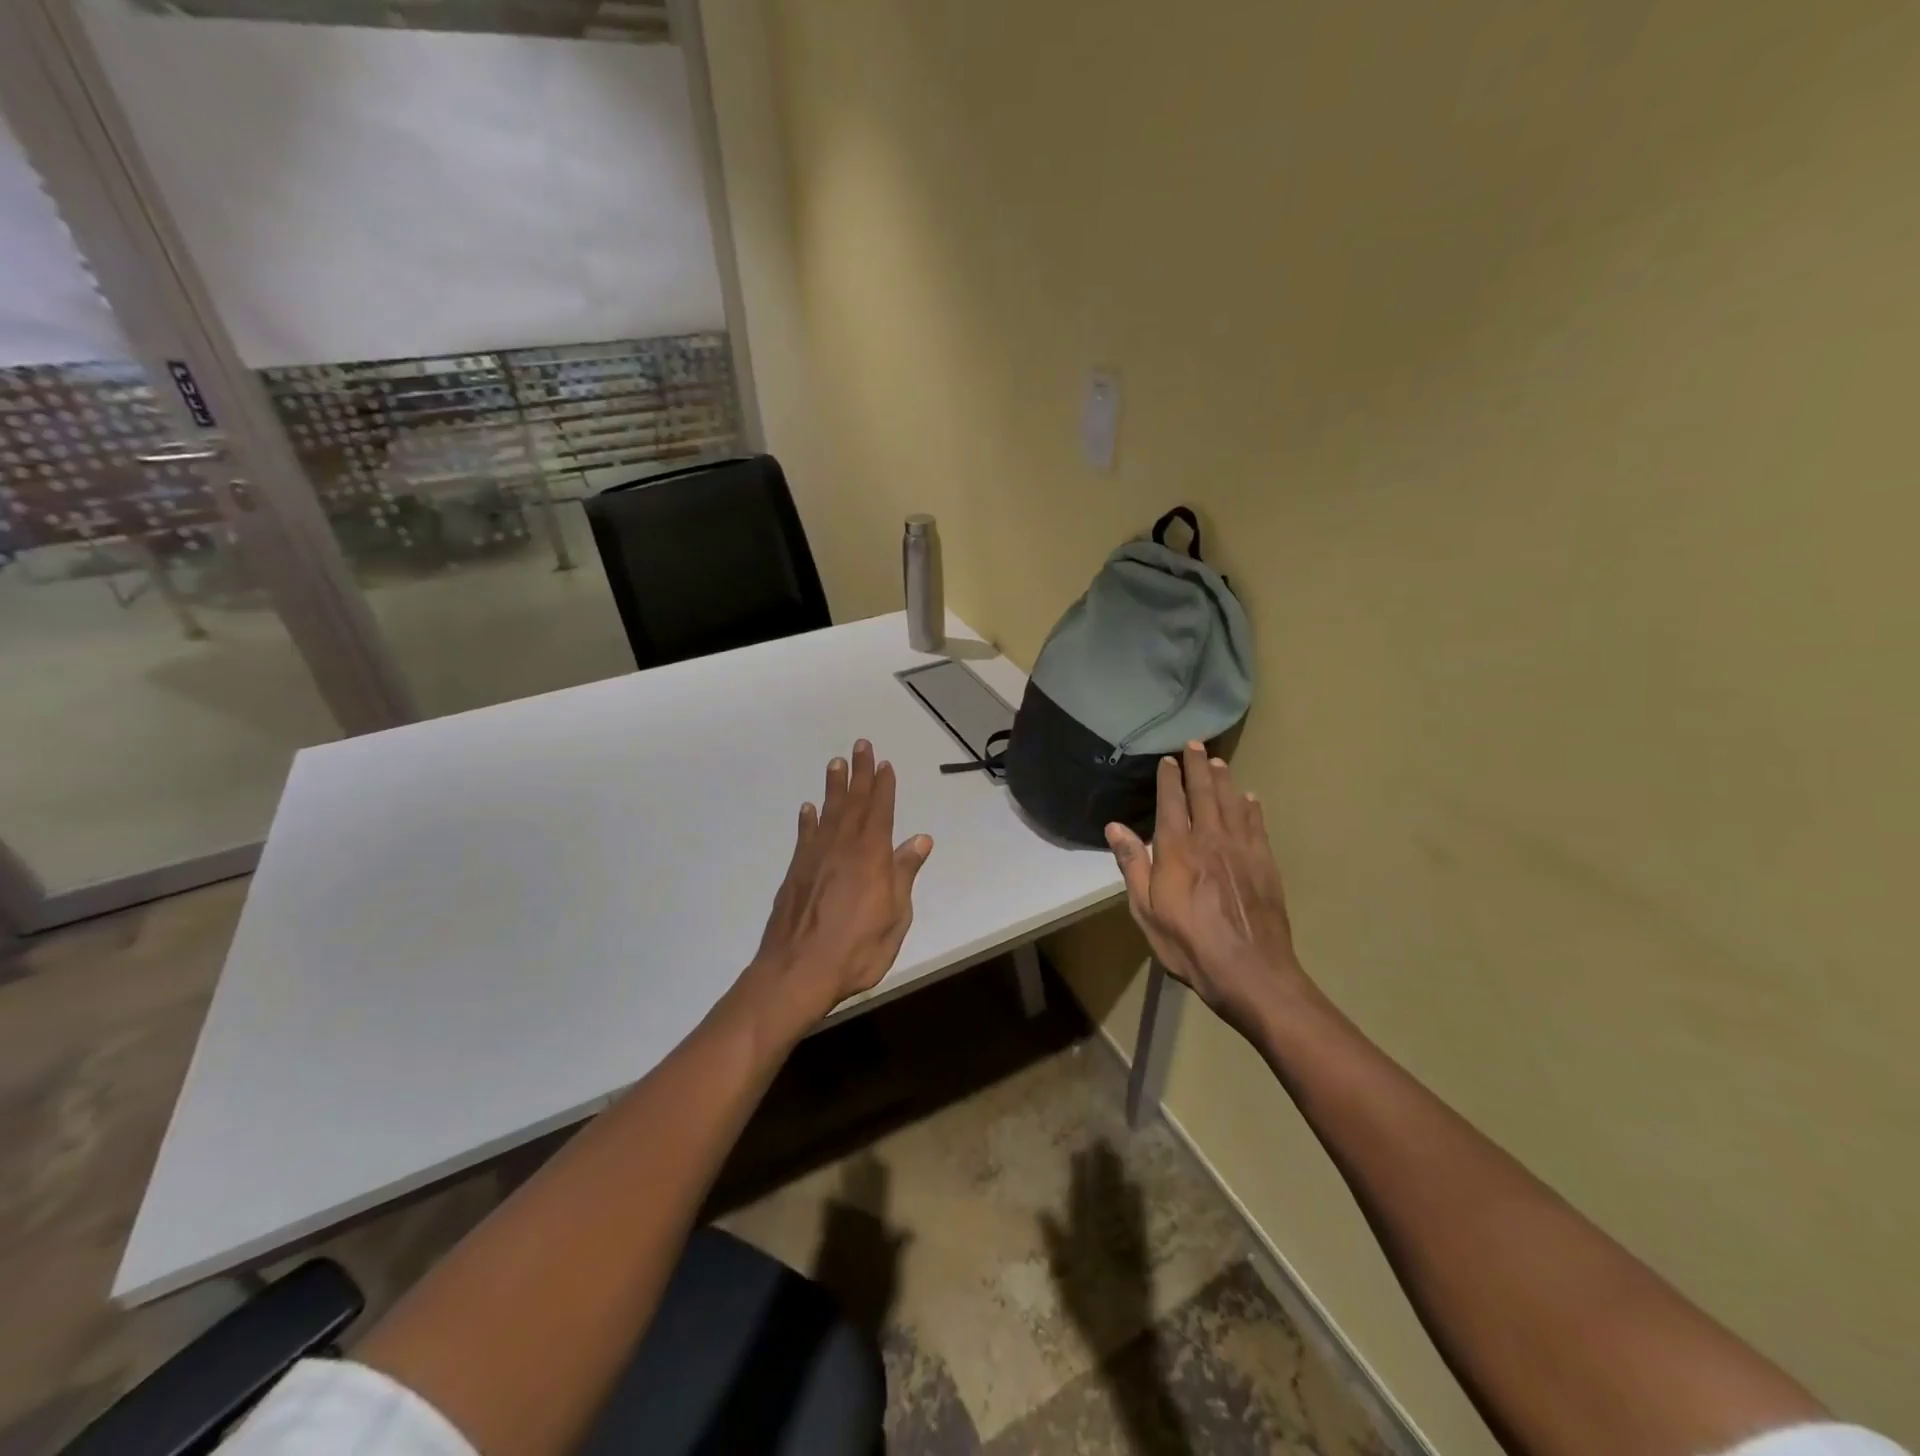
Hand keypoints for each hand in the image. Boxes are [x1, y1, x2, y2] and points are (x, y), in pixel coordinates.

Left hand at [740, 740, 933, 1036]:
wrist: (797, 971)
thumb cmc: (857, 950)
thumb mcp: (895, 917)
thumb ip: (904, 875)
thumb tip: (920, 840)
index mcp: (871, 856)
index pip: (881, 812)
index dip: (884, 786)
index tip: (884, 763)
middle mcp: (843, 848)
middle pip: (854, 803)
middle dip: (859, 774)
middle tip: (860, 745)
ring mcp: (815, 858)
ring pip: (828, 813)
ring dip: (834, 787)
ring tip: (835, 764)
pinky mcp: (796, 872)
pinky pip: (805, 836)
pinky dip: (808, 820)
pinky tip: (808, 808)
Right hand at [1104, 742, 1310, 1034]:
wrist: (1250, 970)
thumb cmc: (1188, 944)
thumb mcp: (1146, 910)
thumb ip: (1132, 865)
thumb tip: (1115, 827)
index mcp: (1177, 849)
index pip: (1171, 803)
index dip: (1168, 779)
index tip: (1167, 759)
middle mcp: (1210, 839)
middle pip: (1203, 794)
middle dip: (1197, 767)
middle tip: (1194, 744)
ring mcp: (1241, 849)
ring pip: (1231, 803)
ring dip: (1223, 780)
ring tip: (1217, 761)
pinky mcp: (1264, 864)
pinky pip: (1256, 826)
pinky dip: (1251, 808)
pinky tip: (1250, 798)